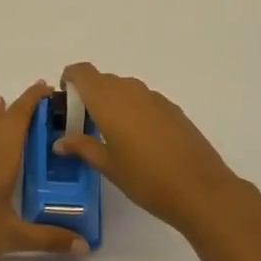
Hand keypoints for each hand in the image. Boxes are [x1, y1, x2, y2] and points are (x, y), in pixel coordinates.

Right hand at [55, 63, 243, 236]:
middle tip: (85, 124)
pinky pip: (144, 100)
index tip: (66, 100)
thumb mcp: (107, 165)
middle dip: (90, 95)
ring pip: (125, 89)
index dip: (70, 78)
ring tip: (113, 135)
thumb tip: (60, 141)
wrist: (200, 189)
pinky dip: (134, 111)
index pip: (82, 72)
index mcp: (108, 100)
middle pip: (103, 80)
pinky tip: (141, 141)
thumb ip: (82, 147)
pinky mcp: (172, 109)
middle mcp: (130, 90)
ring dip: (113, 103)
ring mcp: (154, 98)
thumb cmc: (145, 178)